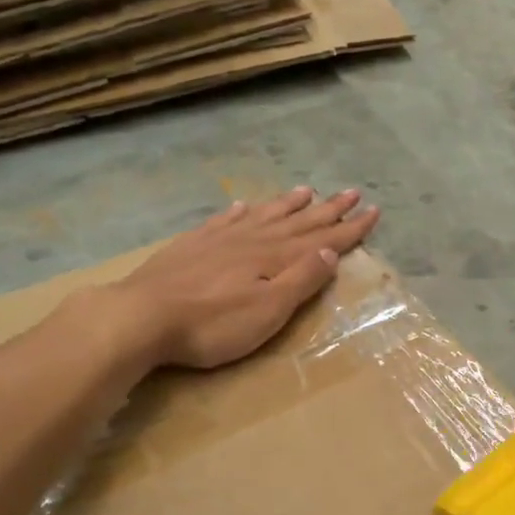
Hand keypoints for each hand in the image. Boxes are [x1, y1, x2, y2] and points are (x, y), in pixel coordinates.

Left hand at [117, 187, 379, 369]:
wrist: (141, 316)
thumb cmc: (213, 324)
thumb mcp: (268, 310)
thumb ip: (300, 279)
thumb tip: (331, 251)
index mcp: (274, 258)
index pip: (321, 239)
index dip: (349, 227)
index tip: (373, 210)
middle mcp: (252, 240)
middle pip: (297, 221)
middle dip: (327, 210)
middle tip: (351, 192)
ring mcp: (219, 240)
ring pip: (263, 215)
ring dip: (287, 205)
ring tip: (306, 191)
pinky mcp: (191, 246)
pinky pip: (224, 221)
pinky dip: (240, 212)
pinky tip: (244, 206)